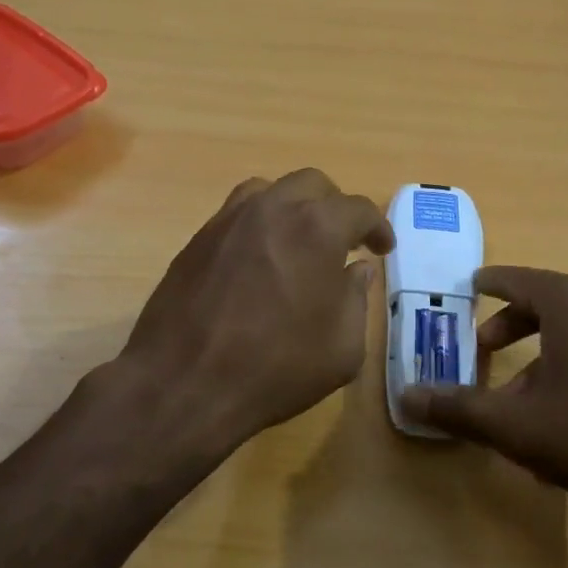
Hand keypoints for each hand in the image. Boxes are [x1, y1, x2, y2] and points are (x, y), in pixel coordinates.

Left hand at [117, 169, 394, 460]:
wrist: (185, 383)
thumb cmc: (277, 368)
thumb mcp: (342, 347)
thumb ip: (356, 299)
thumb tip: (357, 270)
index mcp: (317, 228)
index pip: (359, 209)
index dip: (378, 227)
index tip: (383, 248)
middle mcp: (272, 209)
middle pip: (313, 185)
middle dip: (335, 207)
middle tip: (344, 241)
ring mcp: (229, 220)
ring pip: (269, 191)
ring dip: (293, 207)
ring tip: (298, 241)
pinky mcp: (198, 239)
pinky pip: (236, 214)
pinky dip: (258, 224)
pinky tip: (259, 259)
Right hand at [399, 267, 567, 521]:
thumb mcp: (516, 425)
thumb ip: (458, 408)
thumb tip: (407, 396)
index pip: (515, 279)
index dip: (487, 284)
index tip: (469, 286)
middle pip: (547, 303)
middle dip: (511, 324)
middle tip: (484, 347)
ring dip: (543, 352)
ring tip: (523, 395)